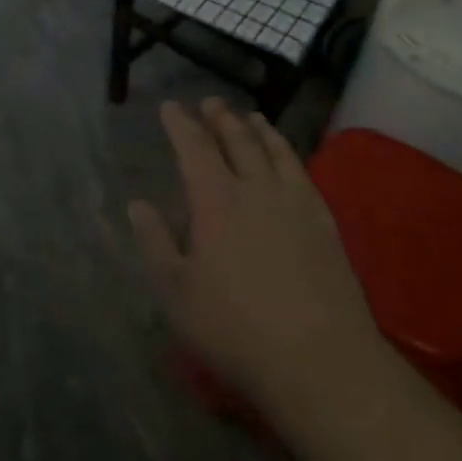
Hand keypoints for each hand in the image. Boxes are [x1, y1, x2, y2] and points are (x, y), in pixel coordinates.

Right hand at [130, 99, 384, 409]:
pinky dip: (288, 153)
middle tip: (210, 102)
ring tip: (250, 116)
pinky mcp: (323, 221)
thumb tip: (137, 204)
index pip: (193, 148)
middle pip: (236, 140)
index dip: (180, 124)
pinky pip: (301, 171)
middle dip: (220, 118)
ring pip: (273, 150)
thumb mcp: (177, 292)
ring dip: (257, 129)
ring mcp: (294, 202)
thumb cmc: (235, 328)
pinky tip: (287, 157)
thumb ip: (155, 243)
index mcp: (215, 201)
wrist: (319, 358)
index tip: (170, 106)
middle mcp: (255, 189)